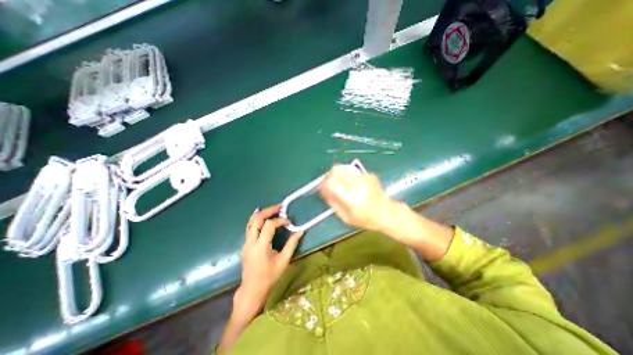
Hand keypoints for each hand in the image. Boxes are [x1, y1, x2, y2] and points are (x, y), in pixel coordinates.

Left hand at [237, 204, 305, 319]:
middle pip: (257, 220)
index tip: (289, 222)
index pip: (269, 226)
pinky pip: (250, 227)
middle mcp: (251, 242)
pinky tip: (263, 215)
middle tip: (280, 206)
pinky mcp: (246, 244)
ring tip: (273, 208)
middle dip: (268, 211)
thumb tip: (300, 232)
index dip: (280, 220)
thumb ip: (292, 244)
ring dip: (262, 213)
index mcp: (261, 247)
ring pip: (251, 222)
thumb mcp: (283, 261)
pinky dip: (257, 219)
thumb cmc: (269, 278)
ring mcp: (246, 243)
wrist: (252, 291)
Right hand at [324, 163, 451, 260]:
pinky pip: (352, 172)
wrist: (387, 213)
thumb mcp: (345, 217)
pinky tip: (352, 185)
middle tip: (328, 182)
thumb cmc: (366, 219)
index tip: (322, 186)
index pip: (332, 182)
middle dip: (329, 174)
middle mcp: (357, 184)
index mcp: (351, 197)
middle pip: (337, 169)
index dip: (324, 182)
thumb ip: (333, 202)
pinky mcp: (368, 174)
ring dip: (337, 174)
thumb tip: (324, 190)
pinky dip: (348, 176)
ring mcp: (364, 177)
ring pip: (343, 168)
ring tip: (339, 183)